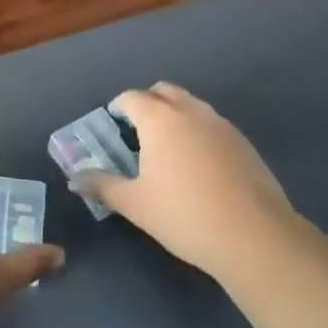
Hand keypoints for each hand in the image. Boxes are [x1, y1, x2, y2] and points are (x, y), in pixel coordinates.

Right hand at [76, 83, 295, 277]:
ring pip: (191, 105)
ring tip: (167, 150)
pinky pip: (212, 125)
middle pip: (163, 91)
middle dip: (147, 103)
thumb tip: (73, 179)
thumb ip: (102, 185)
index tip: (112, 126)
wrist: (254, 236)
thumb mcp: (135, 204)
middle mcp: (190, 111)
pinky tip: (198, 166)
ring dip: (175, 115)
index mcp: (159, 119)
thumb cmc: (184, 215)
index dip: (118, 107)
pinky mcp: (244, 143)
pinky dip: (198, 132)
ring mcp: (221, 124)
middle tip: (137, 132)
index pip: (132, 98)